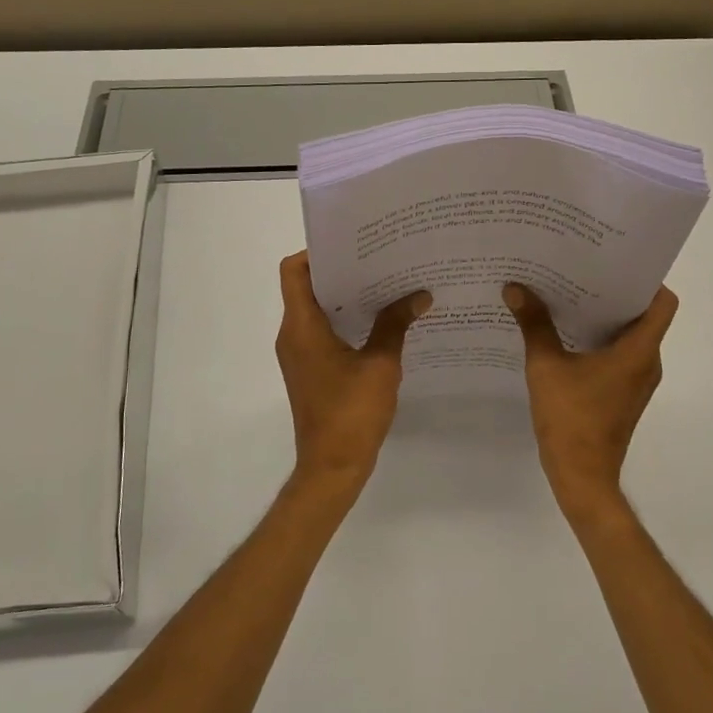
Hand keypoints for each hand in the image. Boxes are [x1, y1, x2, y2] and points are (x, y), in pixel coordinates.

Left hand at [275, 252, 431, 493]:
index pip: (294, 271)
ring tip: (385, 284)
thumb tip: (419, 294)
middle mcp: (293, 334)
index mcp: (302, 326)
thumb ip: (396, 324)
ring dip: (346, 296)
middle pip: (307, 286)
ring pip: (317, 310)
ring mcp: (299, 354)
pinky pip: (323, 332)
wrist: (332, 467)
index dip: (317, 252)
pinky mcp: (310, 370)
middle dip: (341, 270)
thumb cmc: (352, 412)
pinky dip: (346, 320)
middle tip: (379, 259)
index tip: (353, 245)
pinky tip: (380, 321)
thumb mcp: (381, 364)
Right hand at [504, 282, 678, 517]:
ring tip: (568, 297)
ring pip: (629, 337)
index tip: (614, 263)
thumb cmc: (571, 418)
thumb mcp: (546, 366)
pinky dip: (599, 341)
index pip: (663, 302)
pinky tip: (565, 335)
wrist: (582, 477)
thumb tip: (515, 287)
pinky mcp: (623, 395)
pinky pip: (618, 356)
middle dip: (614, 293)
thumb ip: (534, 324)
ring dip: (604, 318)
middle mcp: (647, 362)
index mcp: (640, 350)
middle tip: (580, 271)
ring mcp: (636, 382)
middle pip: (643, 315)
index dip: (645, 279)